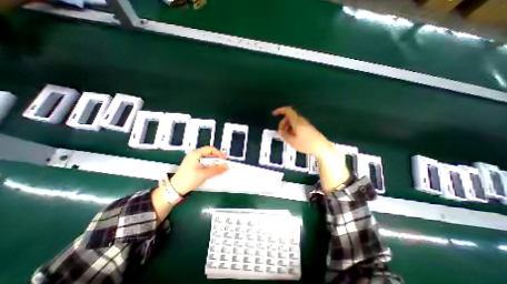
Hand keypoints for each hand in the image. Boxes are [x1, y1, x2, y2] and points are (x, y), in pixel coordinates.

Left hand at [170, 147, 230, 194]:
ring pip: (207, 158)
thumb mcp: (204, 174)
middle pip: (209, 153)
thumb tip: (226, 166)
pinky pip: (205, 162)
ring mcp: (193, 159)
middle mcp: (194, 154)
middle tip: (223, 164)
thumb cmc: (188, 180)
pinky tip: (212, 170)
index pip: (211, 149)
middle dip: (217, 158)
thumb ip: (216, 169)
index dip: (219, 154)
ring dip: (214, 162)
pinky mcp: (193, 164)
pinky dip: (210, 165)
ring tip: (219, 168)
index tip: (224, 160)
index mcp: (196, 154)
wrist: (175, 189)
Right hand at [272, 106, 334, 159]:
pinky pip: (297, 125)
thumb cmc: (306, 144)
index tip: (274, 114)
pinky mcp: (307, 128)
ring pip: (293, 121)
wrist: (321, 147)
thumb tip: (280, 131)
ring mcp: (305, 124)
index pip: (287, 110)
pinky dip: (292, 129)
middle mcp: (301, 120)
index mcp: (297, 121)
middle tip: (281, 132)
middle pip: (289, 117)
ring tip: (286, 136)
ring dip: (287, 127)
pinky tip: (292, 137)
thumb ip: (284, 134)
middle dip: (282, 123)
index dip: (279, 110)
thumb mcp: (292, 141)